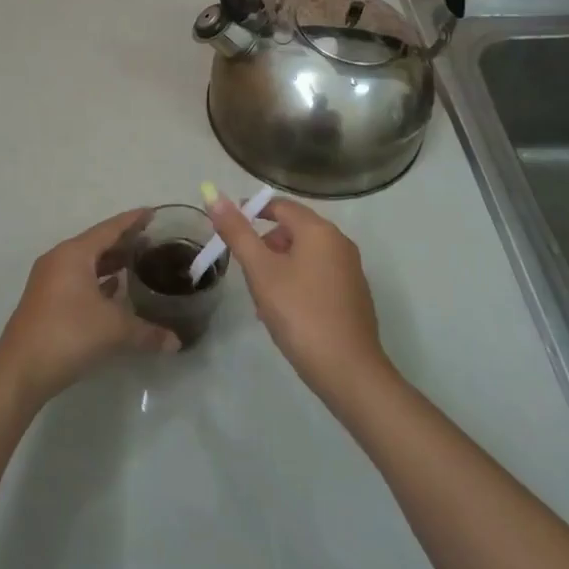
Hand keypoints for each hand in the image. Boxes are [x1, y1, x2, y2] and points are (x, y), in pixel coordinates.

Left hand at [0, 209, 179, 406]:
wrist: (20, 371)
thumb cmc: (69, 334)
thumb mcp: (114, 330)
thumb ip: (147, 332)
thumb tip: (176, 342)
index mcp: (74, 254)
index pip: (109, 228)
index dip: (132, 220)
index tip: (152, 212)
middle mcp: (59, 259)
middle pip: (96, 243)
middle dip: (123, 242)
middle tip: (151, 240)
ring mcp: (48, 281)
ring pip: (85, 263)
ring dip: (109, 263)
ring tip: (136, 264)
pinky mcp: (45, 301)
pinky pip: (77, 280)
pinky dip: (97, 281)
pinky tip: (114, 291)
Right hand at [209, 195, 392, 408]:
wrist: (349, 372)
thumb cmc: (300, 314)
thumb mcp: (261, 272)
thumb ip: (237, 232)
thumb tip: (214, 196)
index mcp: (319, 230)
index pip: (279, 205)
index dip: (251, 212)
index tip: (229, 231)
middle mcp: (339, 242)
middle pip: (293, 230)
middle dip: (265, 247)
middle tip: (247, 274)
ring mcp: (350, 270)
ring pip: (304, 256)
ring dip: (279, 268)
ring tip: (262, 300)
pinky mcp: (354, 296)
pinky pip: (318, 276)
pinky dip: (297, 284)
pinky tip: (286, 315)